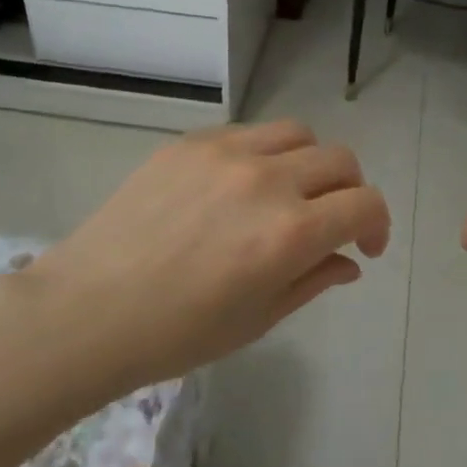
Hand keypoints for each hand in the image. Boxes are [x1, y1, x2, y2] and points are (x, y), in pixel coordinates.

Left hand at [9, 121, 390, 396]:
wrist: (87, 310)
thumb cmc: (177, 333)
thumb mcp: (258, 319)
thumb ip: (314, 280)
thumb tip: (349, 260)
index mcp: (290, 233)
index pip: (364, 204)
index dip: (378, 225)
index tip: (365, 246)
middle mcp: (267, 180)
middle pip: (340, 160)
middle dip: (350, 192)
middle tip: (330, 221)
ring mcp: (226, 153)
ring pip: (299, 134)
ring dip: (310, 162)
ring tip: (289, 193)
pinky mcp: (191, 142)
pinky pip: (248, 133)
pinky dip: (263, 154)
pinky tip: (237, 186)